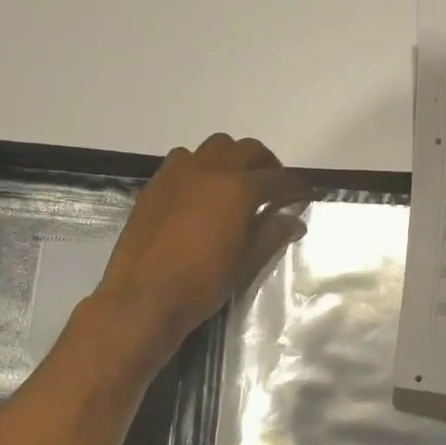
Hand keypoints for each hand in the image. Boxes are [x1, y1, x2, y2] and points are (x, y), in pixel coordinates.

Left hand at [90, 134, 308, 353]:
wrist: (143, 298)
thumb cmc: (202, 283)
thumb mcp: (246, 262)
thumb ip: (272, 235)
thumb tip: (295, 221)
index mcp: (238, 189)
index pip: (277, 179)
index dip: (294, 186)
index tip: (303, 193)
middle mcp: (211, 170)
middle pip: (247, 150)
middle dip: (266, 163)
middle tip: (272, 185)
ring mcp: (179, 173)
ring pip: (215, 146)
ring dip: (232, 158)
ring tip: (235, 183)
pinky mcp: (156, 183)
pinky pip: (183, 159)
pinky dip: (200, 166)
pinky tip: (200, 191)